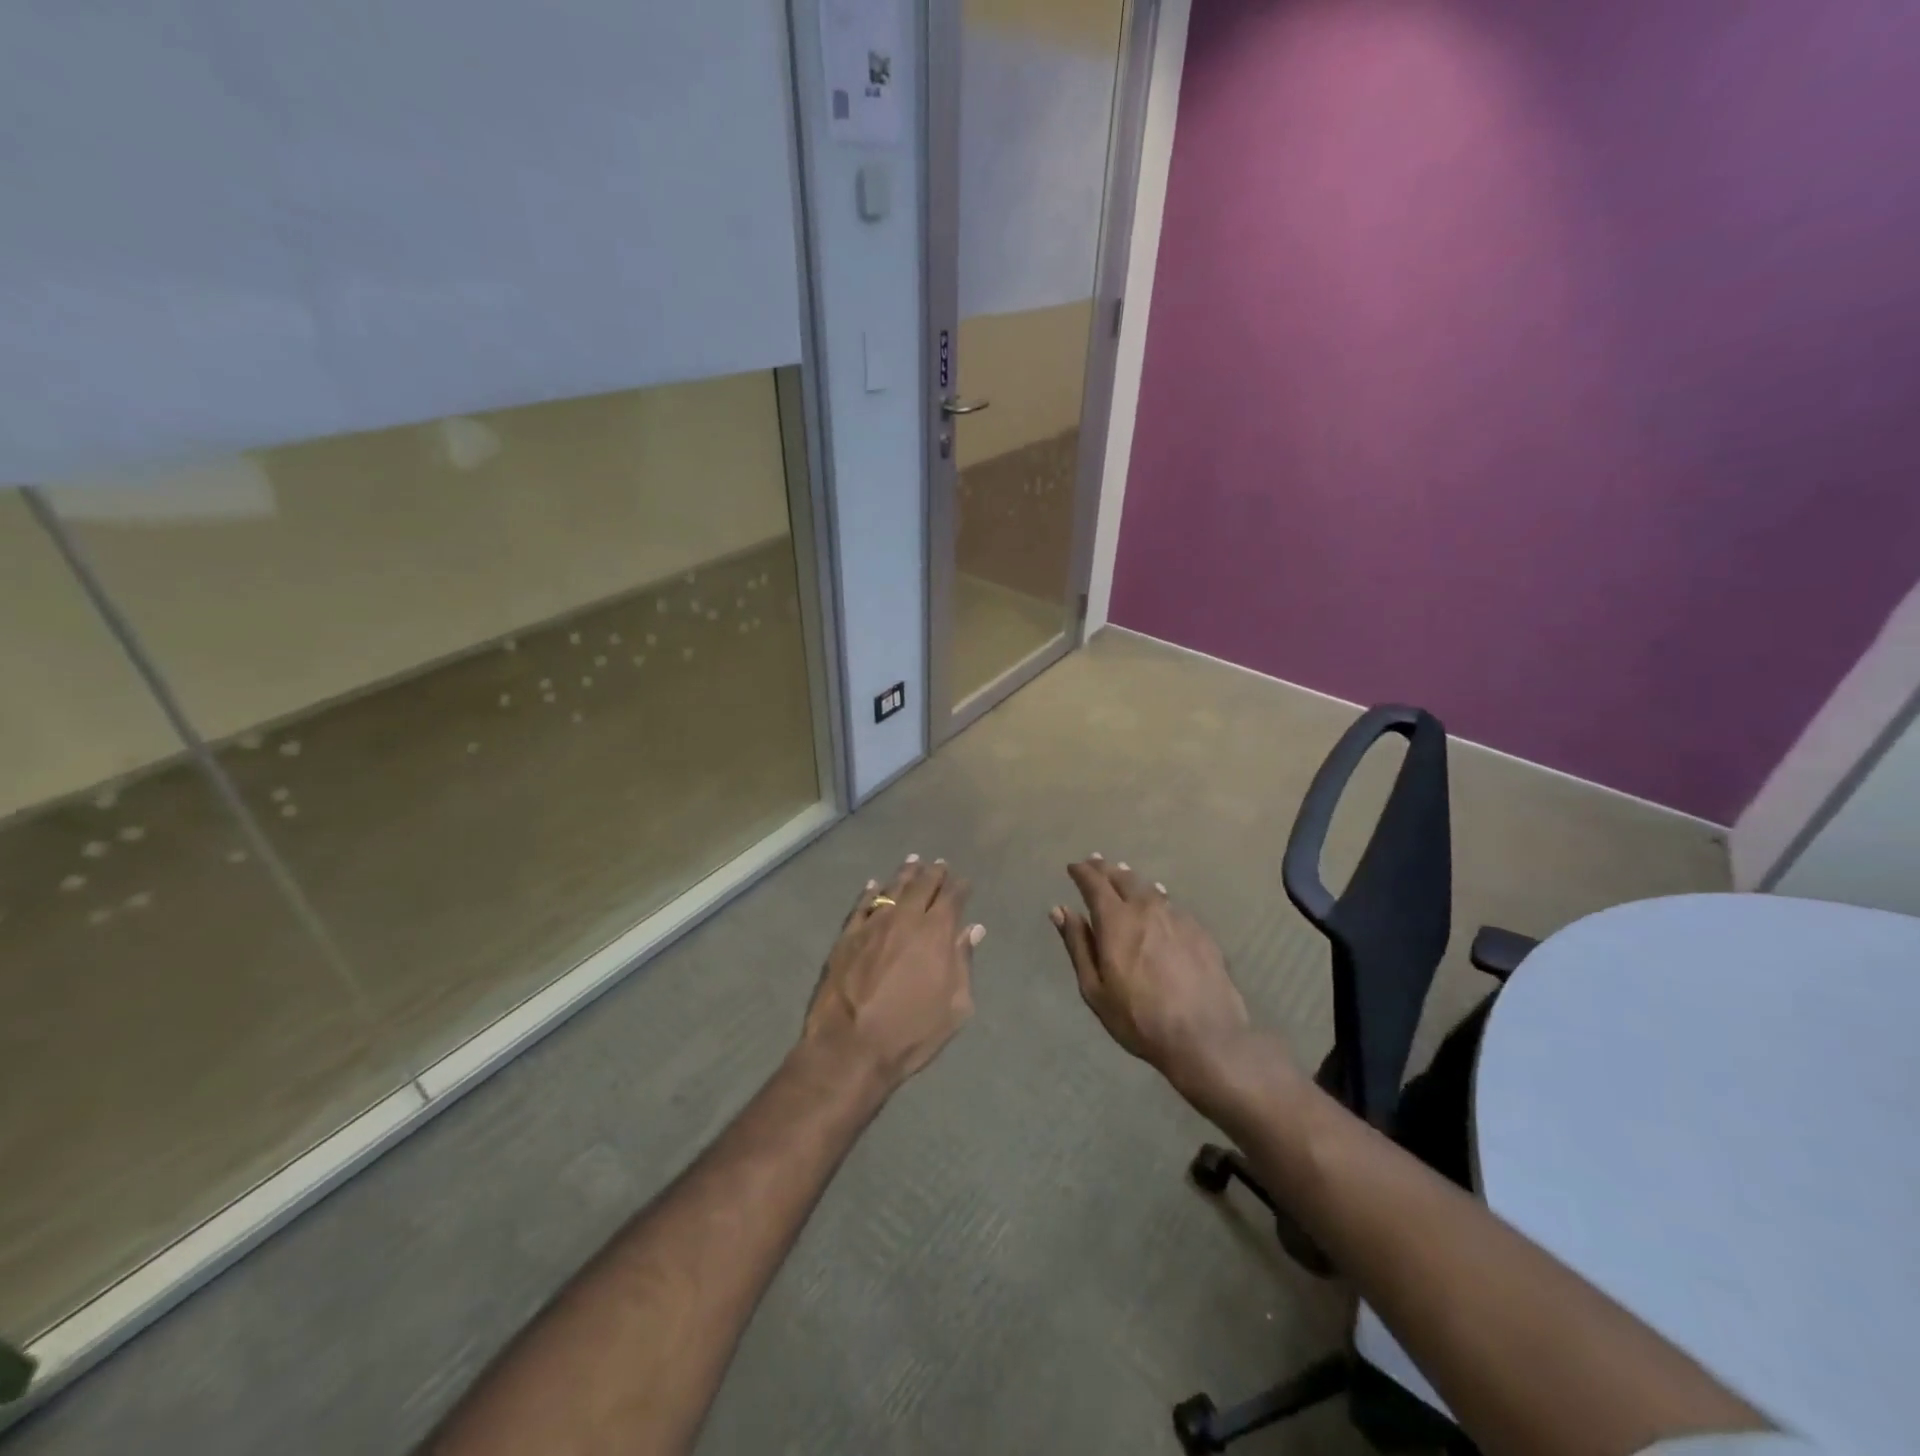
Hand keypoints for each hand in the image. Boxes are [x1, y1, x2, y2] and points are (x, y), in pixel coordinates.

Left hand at [803, 856, 982, 1089]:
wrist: (850, 1047)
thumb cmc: (911, 1032)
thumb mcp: (955, 1006)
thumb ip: (963, 962)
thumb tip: (973, 930)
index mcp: (936, 932)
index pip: (952, 898)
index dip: (960, 887)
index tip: (964, 882)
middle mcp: (905, 918)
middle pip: (922, 885)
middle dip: (934, 873)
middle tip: (940, 864)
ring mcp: (872, 925)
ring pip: (892, 888)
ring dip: (905, 874)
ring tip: (913, 861)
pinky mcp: (846, 936)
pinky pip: (861, 905)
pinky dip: (870, 892)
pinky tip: (874, 885)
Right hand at [1051, 856, 1249, 1083]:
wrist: (1206, 1037)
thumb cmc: (1139, 1018)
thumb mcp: (1095, 988)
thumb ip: (1078, 944)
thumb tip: (1060, 910)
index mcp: (1116, 920)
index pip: (1094, 883)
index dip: (1082, 872)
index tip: (1073, 867)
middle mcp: (1146, 908)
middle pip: (1123, 878)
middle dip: (1105, 869)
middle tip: (1095, 862)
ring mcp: (1177, 917)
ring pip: (1149, 887)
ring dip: (1131, 879)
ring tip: (1123, 874)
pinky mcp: (1199, 931)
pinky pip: (1172, 904)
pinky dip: (1158, 896)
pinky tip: (1159, 900)